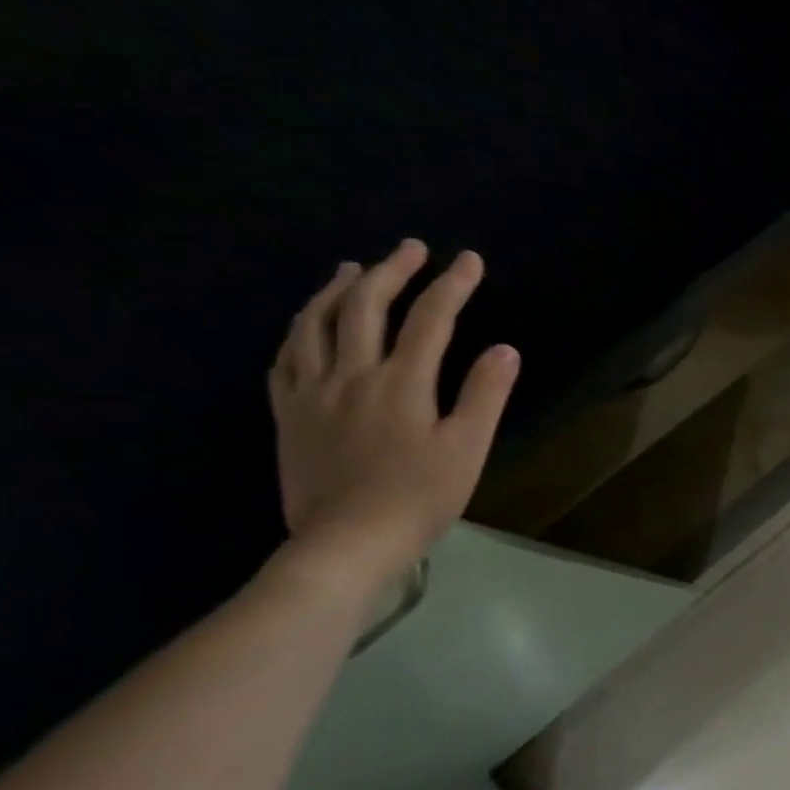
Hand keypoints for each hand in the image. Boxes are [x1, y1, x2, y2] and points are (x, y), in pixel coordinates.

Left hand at [268, 241, 518, 589]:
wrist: (348, 540)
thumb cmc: (420, 497)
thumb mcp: (467, 449)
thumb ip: (485, 396)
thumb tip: (504, 349)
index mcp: (402, 383)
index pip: (431, 320)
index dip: (452, 285)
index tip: (468, 259)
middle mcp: (352, 374)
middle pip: (367, 308)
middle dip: (392, 271)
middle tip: (411, 249)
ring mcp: (312, 392)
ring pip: (316, 324)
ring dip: (337, 290)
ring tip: (352, 269)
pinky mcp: (289, 414)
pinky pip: (285, 359)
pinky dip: (299, 331)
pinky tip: (306, 326)